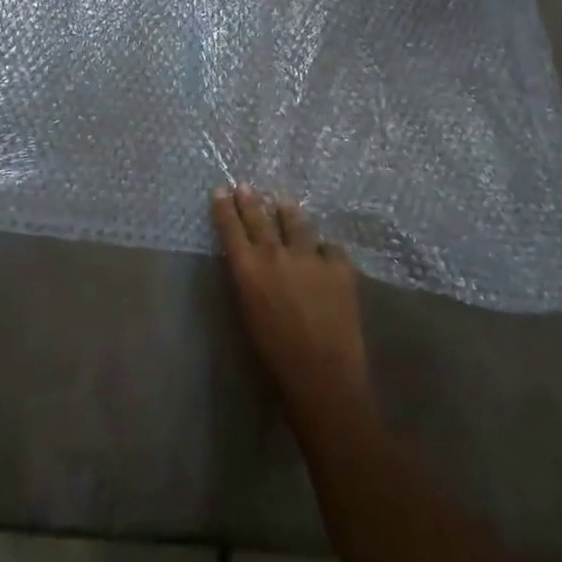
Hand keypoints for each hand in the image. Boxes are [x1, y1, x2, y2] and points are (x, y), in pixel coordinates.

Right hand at [212, 185, 375, 435]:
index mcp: (248, 270)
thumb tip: (252, 261)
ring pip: (297, 222)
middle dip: (250, 200)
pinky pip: (329, 248)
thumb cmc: (275, 354)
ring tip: (285, 204)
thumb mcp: (248, 312)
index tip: (221, 191)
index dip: (224, 208)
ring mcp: (310, 256)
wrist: (322, 374)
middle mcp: (276, 254)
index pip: (231, 228)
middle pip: (260, 217)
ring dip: (288, 213)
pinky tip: (324, 255)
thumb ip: (249, 280)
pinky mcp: (339, 266)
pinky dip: (324, 251)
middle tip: (246, 186)